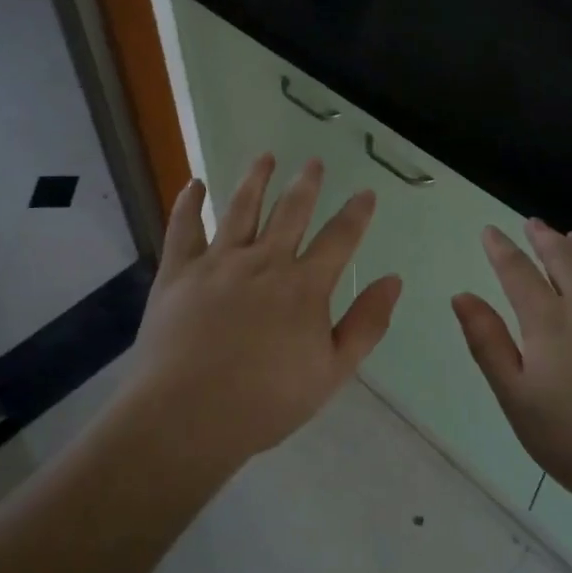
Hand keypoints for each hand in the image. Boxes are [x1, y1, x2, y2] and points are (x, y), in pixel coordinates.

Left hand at [128, 155, 401, 466]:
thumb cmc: (266, 402)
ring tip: (265, 157)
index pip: (339, 238)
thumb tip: (392, 279)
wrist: (188, 416)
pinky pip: (184, 227)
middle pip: (290, 212)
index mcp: (304, 286)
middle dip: (306, 184)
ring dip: (255, 179)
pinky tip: (194, 184)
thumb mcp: (332, 372)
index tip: (365, 193)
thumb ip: (366, 324)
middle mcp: (264, 261)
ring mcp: (218, 262)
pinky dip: (189, 203)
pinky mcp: (179, 271)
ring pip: (241, 208)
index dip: (356, 213)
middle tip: (314, 162)